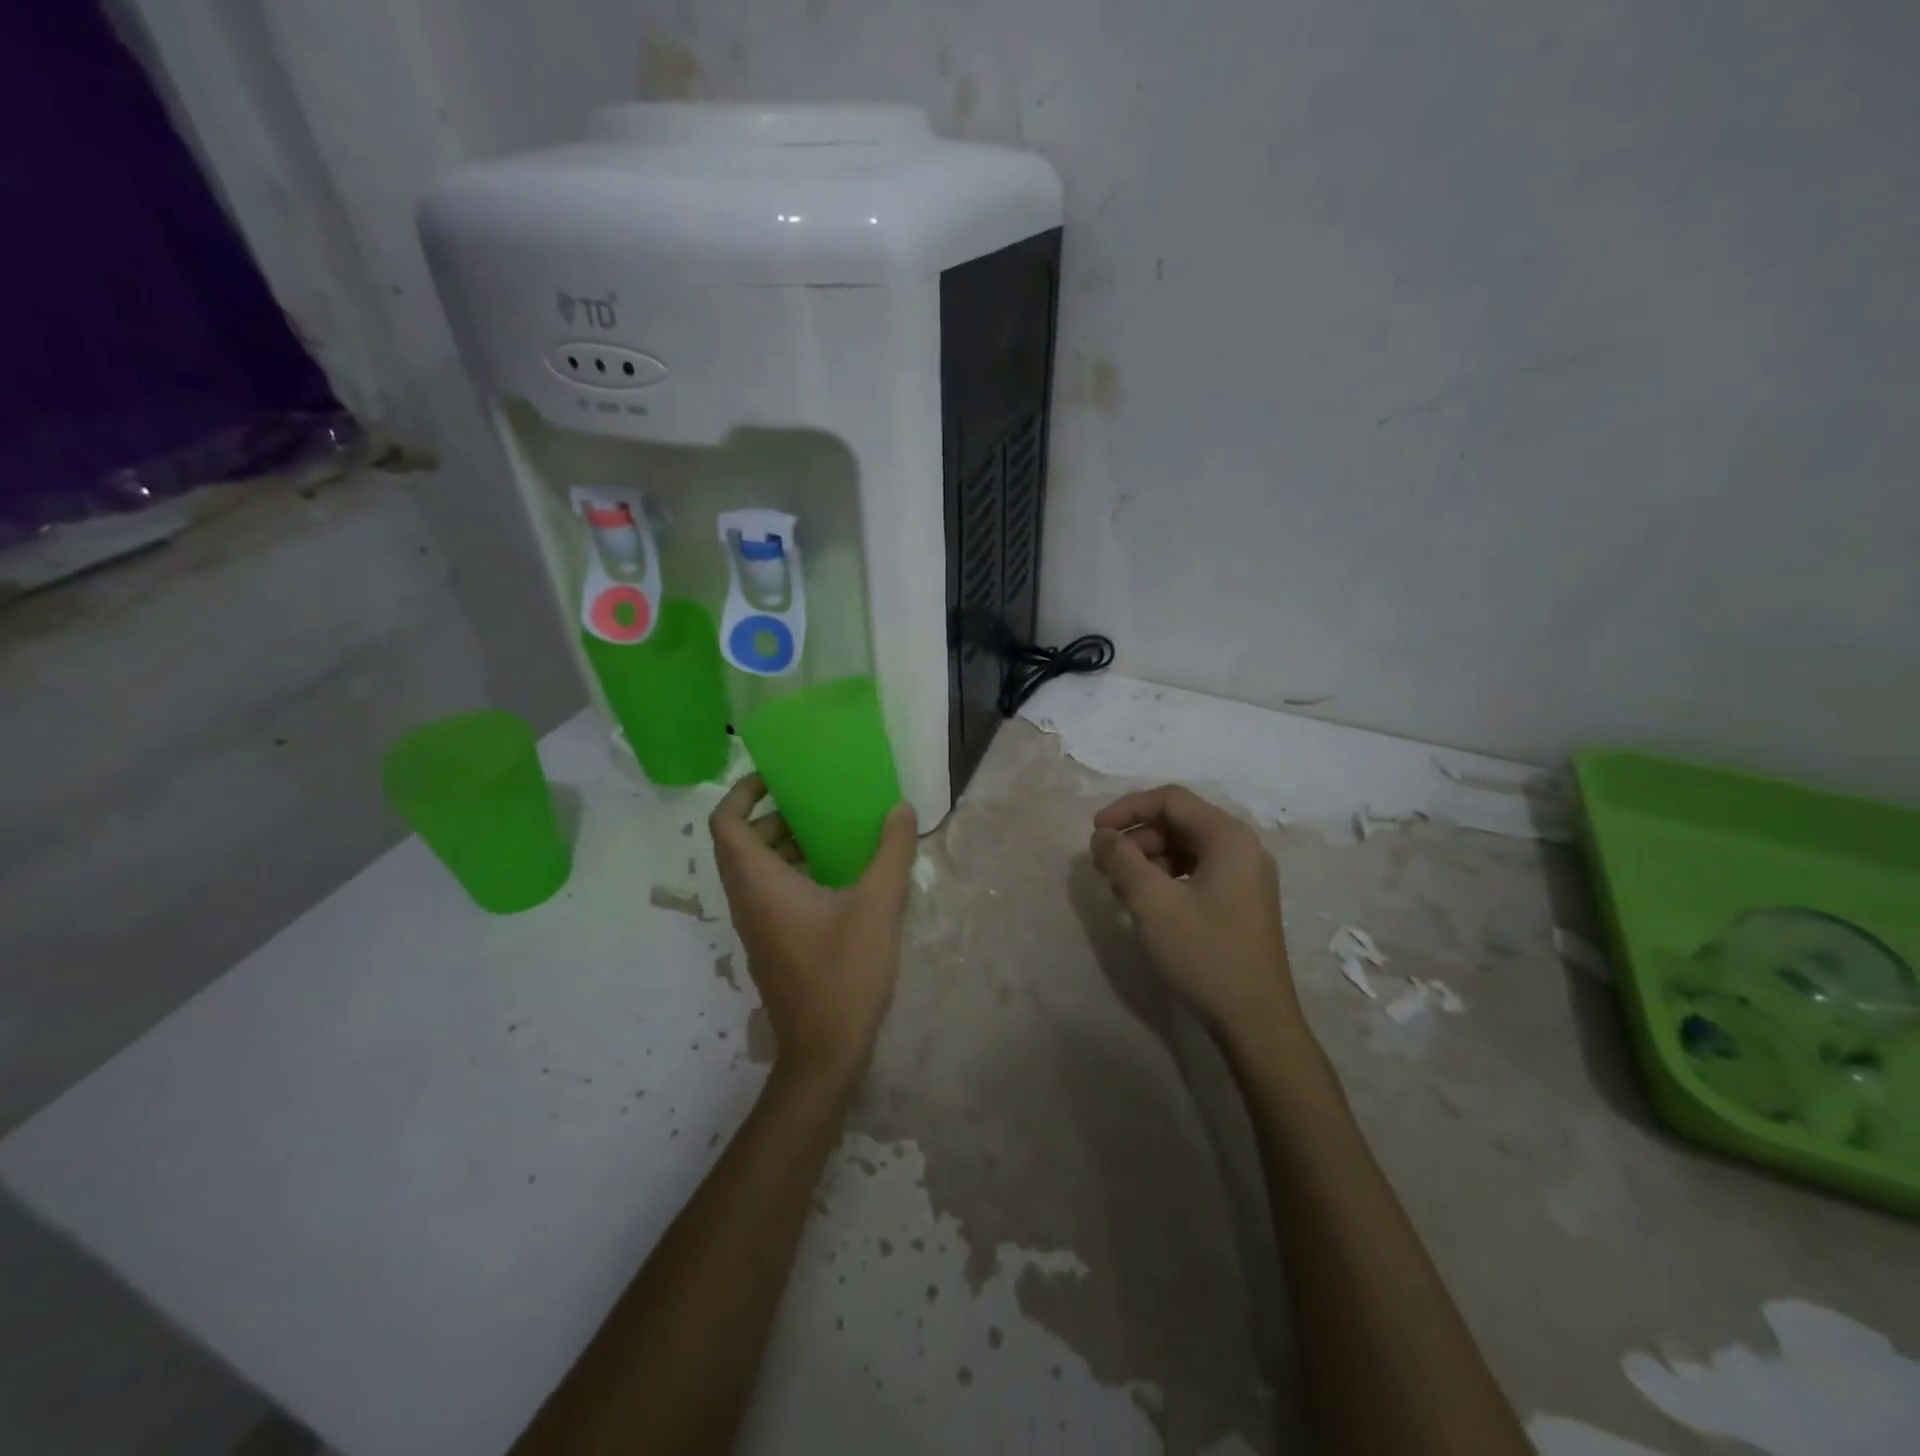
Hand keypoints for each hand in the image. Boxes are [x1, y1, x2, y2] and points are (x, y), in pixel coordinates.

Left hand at [710, 775, 918, 1093]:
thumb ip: (890, 852)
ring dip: (784, 846)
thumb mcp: (878, 905)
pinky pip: (768, 894)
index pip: (726, 824)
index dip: (742, 792)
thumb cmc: (844, 972)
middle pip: (740, 844)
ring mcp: (756, 928)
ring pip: (755, 872)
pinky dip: (791, 873)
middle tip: (813, 804)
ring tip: (829, 835)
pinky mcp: (771, 946)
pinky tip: (836, 879)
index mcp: (760, 884)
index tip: (775, 777)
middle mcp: (747, 902)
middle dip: (772, 816)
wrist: (824, 1052)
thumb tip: (900, 809)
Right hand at [1089, 785, 1301, 1039]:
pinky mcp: (1240, 901)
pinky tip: (1144, 904)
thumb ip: (1121, 859)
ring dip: (1147, 860)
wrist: (1254, 1020)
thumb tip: (1102, 836)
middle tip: (1103, 866)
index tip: (1095, 832)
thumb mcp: (1152, 902)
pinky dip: (1165, 879)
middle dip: (1135, 838)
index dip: (1127, 809)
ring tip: (1119, 889)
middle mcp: (1242, 848)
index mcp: (1229, 837)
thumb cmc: (1204, 953)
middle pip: (1178, 823)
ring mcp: (1245, 876)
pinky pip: (1195, 872)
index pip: (1170, 800)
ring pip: (1184, 849)